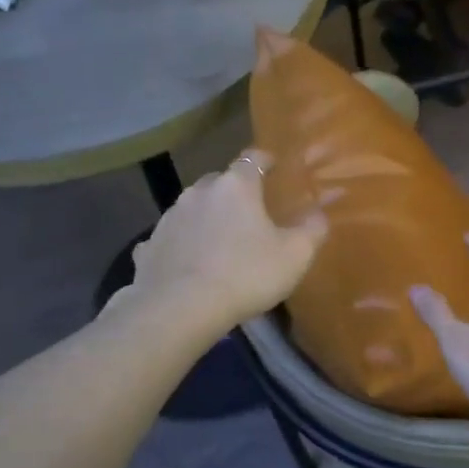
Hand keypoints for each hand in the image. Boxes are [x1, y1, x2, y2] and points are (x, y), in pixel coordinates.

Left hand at [117, 151, 326, 336]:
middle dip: (235, 192)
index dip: (265, 160)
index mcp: (236, 187)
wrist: (180, 308)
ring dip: (207, 219)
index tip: (274, 165)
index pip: (252, 159)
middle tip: (250, 212)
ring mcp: (169, 218)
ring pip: (193, 209)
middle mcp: (199, 192)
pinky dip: (182, 245)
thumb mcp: (295, 255)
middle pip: (220, 182)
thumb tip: (319, 213)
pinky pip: (172, 239)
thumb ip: (312, 229)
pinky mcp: (149, 246)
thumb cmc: (246, 275)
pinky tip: (188, 264)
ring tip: (220, 242)